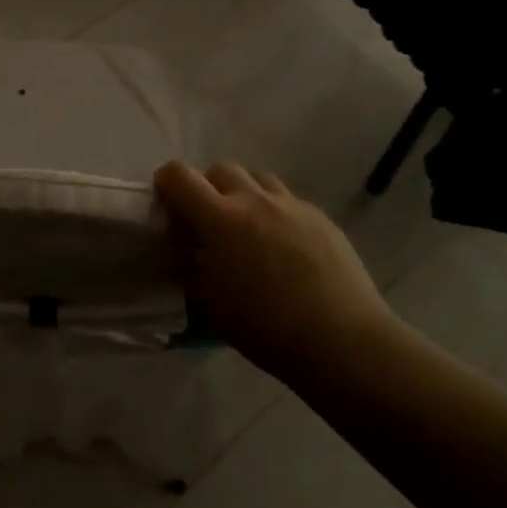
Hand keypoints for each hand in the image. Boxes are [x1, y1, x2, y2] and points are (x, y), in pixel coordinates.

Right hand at [154, 161, 400, 385]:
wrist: (341, 338)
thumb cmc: (266, 327)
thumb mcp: (212, 305)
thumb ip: (192, 272)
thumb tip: (184, 256)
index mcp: (220, 218)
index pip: (180, 176)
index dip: (166, 181)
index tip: (165, 200)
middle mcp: (254, 200)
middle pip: (221, 169)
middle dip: (207, 186)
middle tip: (207, 218)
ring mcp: (292, 205)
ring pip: (258, 178)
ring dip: (243, 192)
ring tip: (246, 225)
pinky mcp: (320, 217)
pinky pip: (288, 200)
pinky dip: (274, 211)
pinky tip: (282, 243)